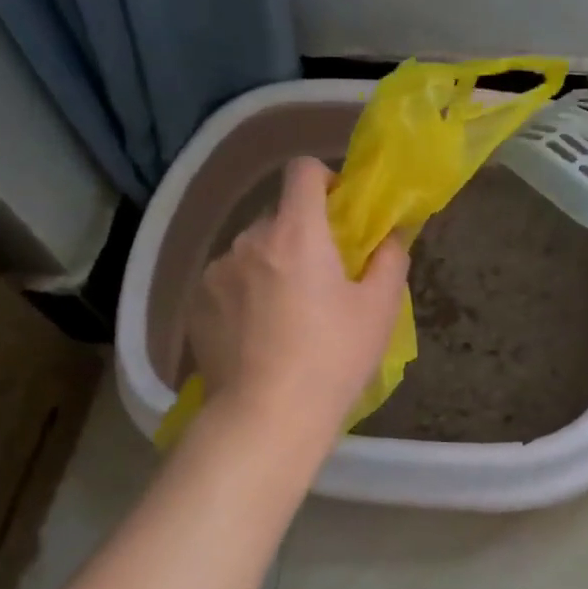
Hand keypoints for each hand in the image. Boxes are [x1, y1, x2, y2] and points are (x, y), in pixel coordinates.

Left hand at [190, 157, 408, 437]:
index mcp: (297, 234)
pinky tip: (257, 333)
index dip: (324, 178)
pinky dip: (245, 292)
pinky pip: (228, 280)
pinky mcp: (196, 303)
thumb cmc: (332, 359)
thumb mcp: (379, 310)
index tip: (339, 211)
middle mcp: (249, 240)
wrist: (266, 418)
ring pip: (252, 250)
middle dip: (303, 234)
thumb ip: (390, 260)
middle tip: (323, 277)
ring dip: (272, 264)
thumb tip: (390, 236)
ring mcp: (216, 272)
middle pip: (279, 215)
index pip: (302, 170)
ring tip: (286, 313)